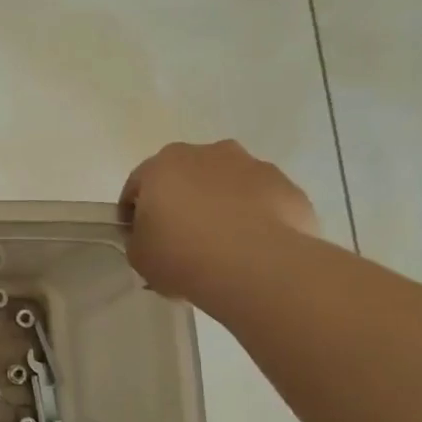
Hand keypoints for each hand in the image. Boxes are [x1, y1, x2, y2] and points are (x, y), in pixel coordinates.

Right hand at [120, 140, 320, 301]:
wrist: (257, 267)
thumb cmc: (182, 256)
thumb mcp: (139, 256)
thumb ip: (138, 239)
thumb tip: (152, 237)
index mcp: (161, 166)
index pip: (137, 186)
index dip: (134, 214)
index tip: (139, 239)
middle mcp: (206, 153)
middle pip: (186, 176)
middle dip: (182, 201)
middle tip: (181, 239)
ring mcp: (252, 166)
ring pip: (227, 184)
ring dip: (221, 205)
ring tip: (222, 245)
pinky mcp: (287, 186)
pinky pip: (261, 200)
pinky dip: (254, 217)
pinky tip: (252, 248)